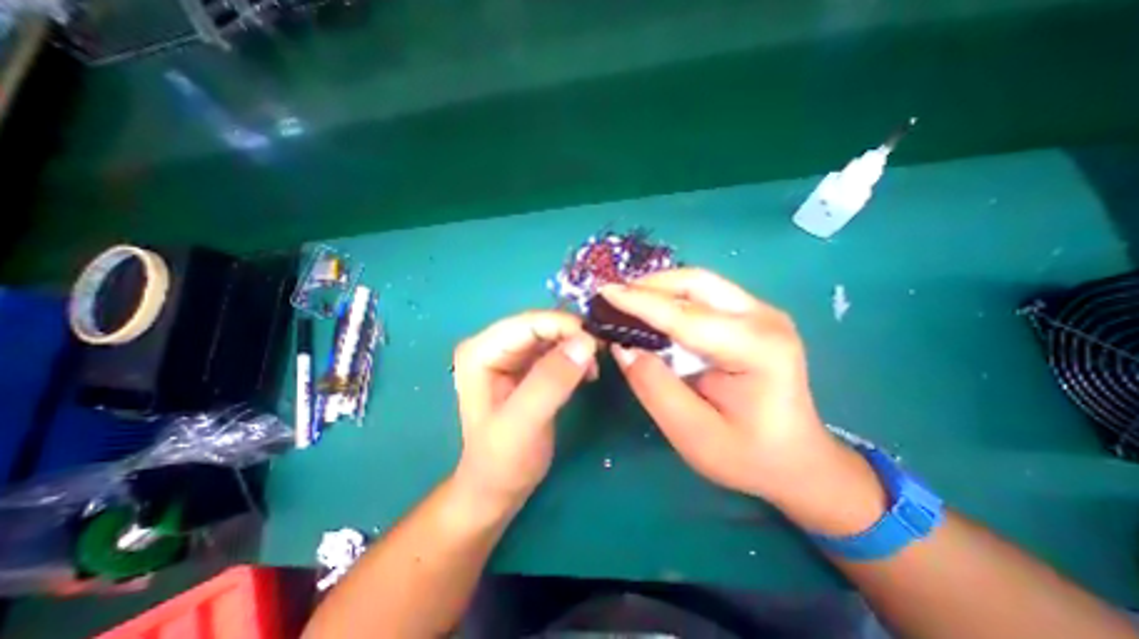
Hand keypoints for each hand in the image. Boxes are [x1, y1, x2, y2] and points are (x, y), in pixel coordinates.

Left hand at [452, 309, 598, 509]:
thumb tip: (585, 342)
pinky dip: (574, 355)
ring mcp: (509, 355)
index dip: (564, 326)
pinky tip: (587, 373)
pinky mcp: (525, 366)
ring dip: (576, 345)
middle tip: (600, 354)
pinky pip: (555, 349)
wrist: (497, 488)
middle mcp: (492, 345)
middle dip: (572, 335)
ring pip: (551, 334)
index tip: (596, 342)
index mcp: (480, 352)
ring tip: (594, 368)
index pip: (528, 323)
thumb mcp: (524, 423)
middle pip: (540, 325)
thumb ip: (551, 382)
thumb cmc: (502, 461)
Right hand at [604, 267, 878, 531]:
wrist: (797, 459)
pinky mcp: (752, 315)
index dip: (640, 302)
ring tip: (626, 302)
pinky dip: (671, 297)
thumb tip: (623, 347)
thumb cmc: (748, 455)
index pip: (686, 316)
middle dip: (649, 286)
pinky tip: (651, 309)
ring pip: (699, 282)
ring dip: (658, 288)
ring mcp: (761, 312)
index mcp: (757, 349)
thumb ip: (655, 388)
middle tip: (613, 298)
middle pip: (696, 283)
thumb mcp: (694, 435)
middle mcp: (764, 318)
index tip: (604, 292)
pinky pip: (703, 293)